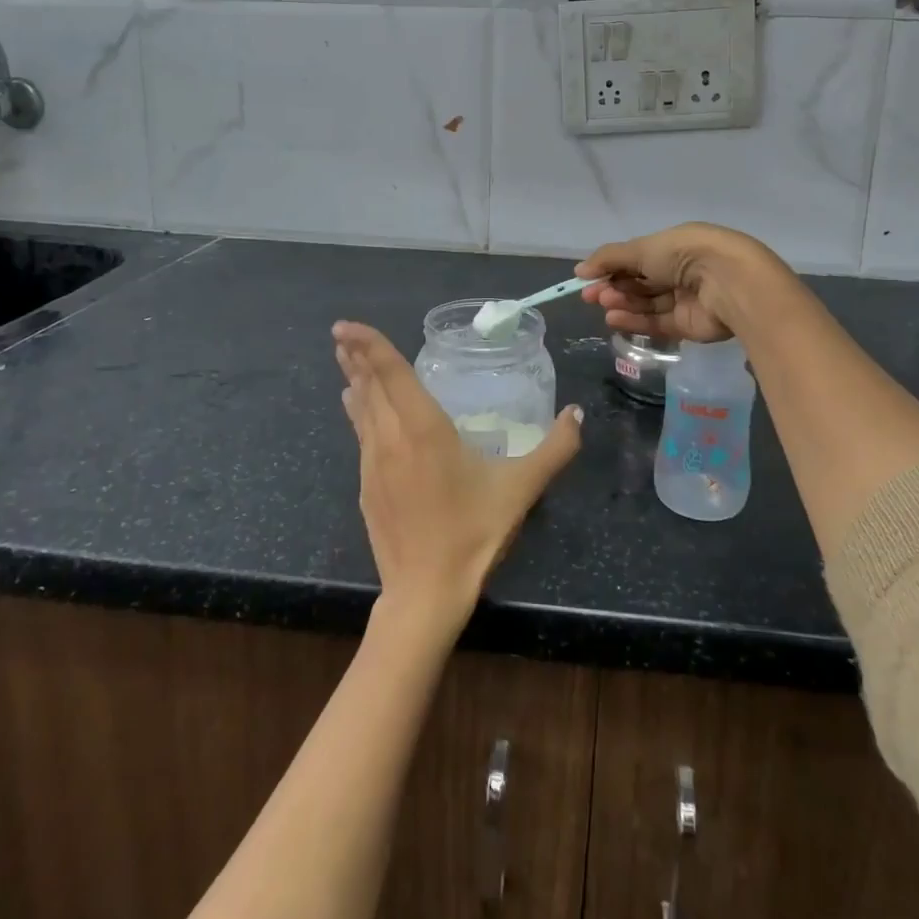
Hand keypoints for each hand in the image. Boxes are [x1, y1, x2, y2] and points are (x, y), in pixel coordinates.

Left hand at [333, 322, 583, 636]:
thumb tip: (577, 413)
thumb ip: (554, 449)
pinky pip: (361, 436)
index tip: (345, 325)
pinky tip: (356, 408)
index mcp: (424, 430)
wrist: (424, 594)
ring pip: (361, 411)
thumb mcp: (521, 489)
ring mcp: (373, 465)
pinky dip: (358, 412)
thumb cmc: (472, 534)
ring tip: (345, 359)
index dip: (369, 345)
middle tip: (341, 331)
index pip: (391, 375)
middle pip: (369, 387)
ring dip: (354, 381)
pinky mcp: (367, 488)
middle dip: (355, 356)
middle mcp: (391, 439)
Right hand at [576, 222, 781, 343]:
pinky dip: (635, 321)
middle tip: (591, 296)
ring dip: (623, 303)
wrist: (728, 282)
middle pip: (641, 282)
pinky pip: (657, 323)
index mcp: (675, 246)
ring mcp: (686, 299)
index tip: (588, 278)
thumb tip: (580, 271)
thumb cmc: (684, 254)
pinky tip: (613, 319)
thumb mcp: (641, 248)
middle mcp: (682, 271)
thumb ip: (609, 260)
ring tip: (603, 305)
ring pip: (647, 303)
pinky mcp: (689, 325)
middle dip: (615, 286)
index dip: (612, 267)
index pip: (638, 258)